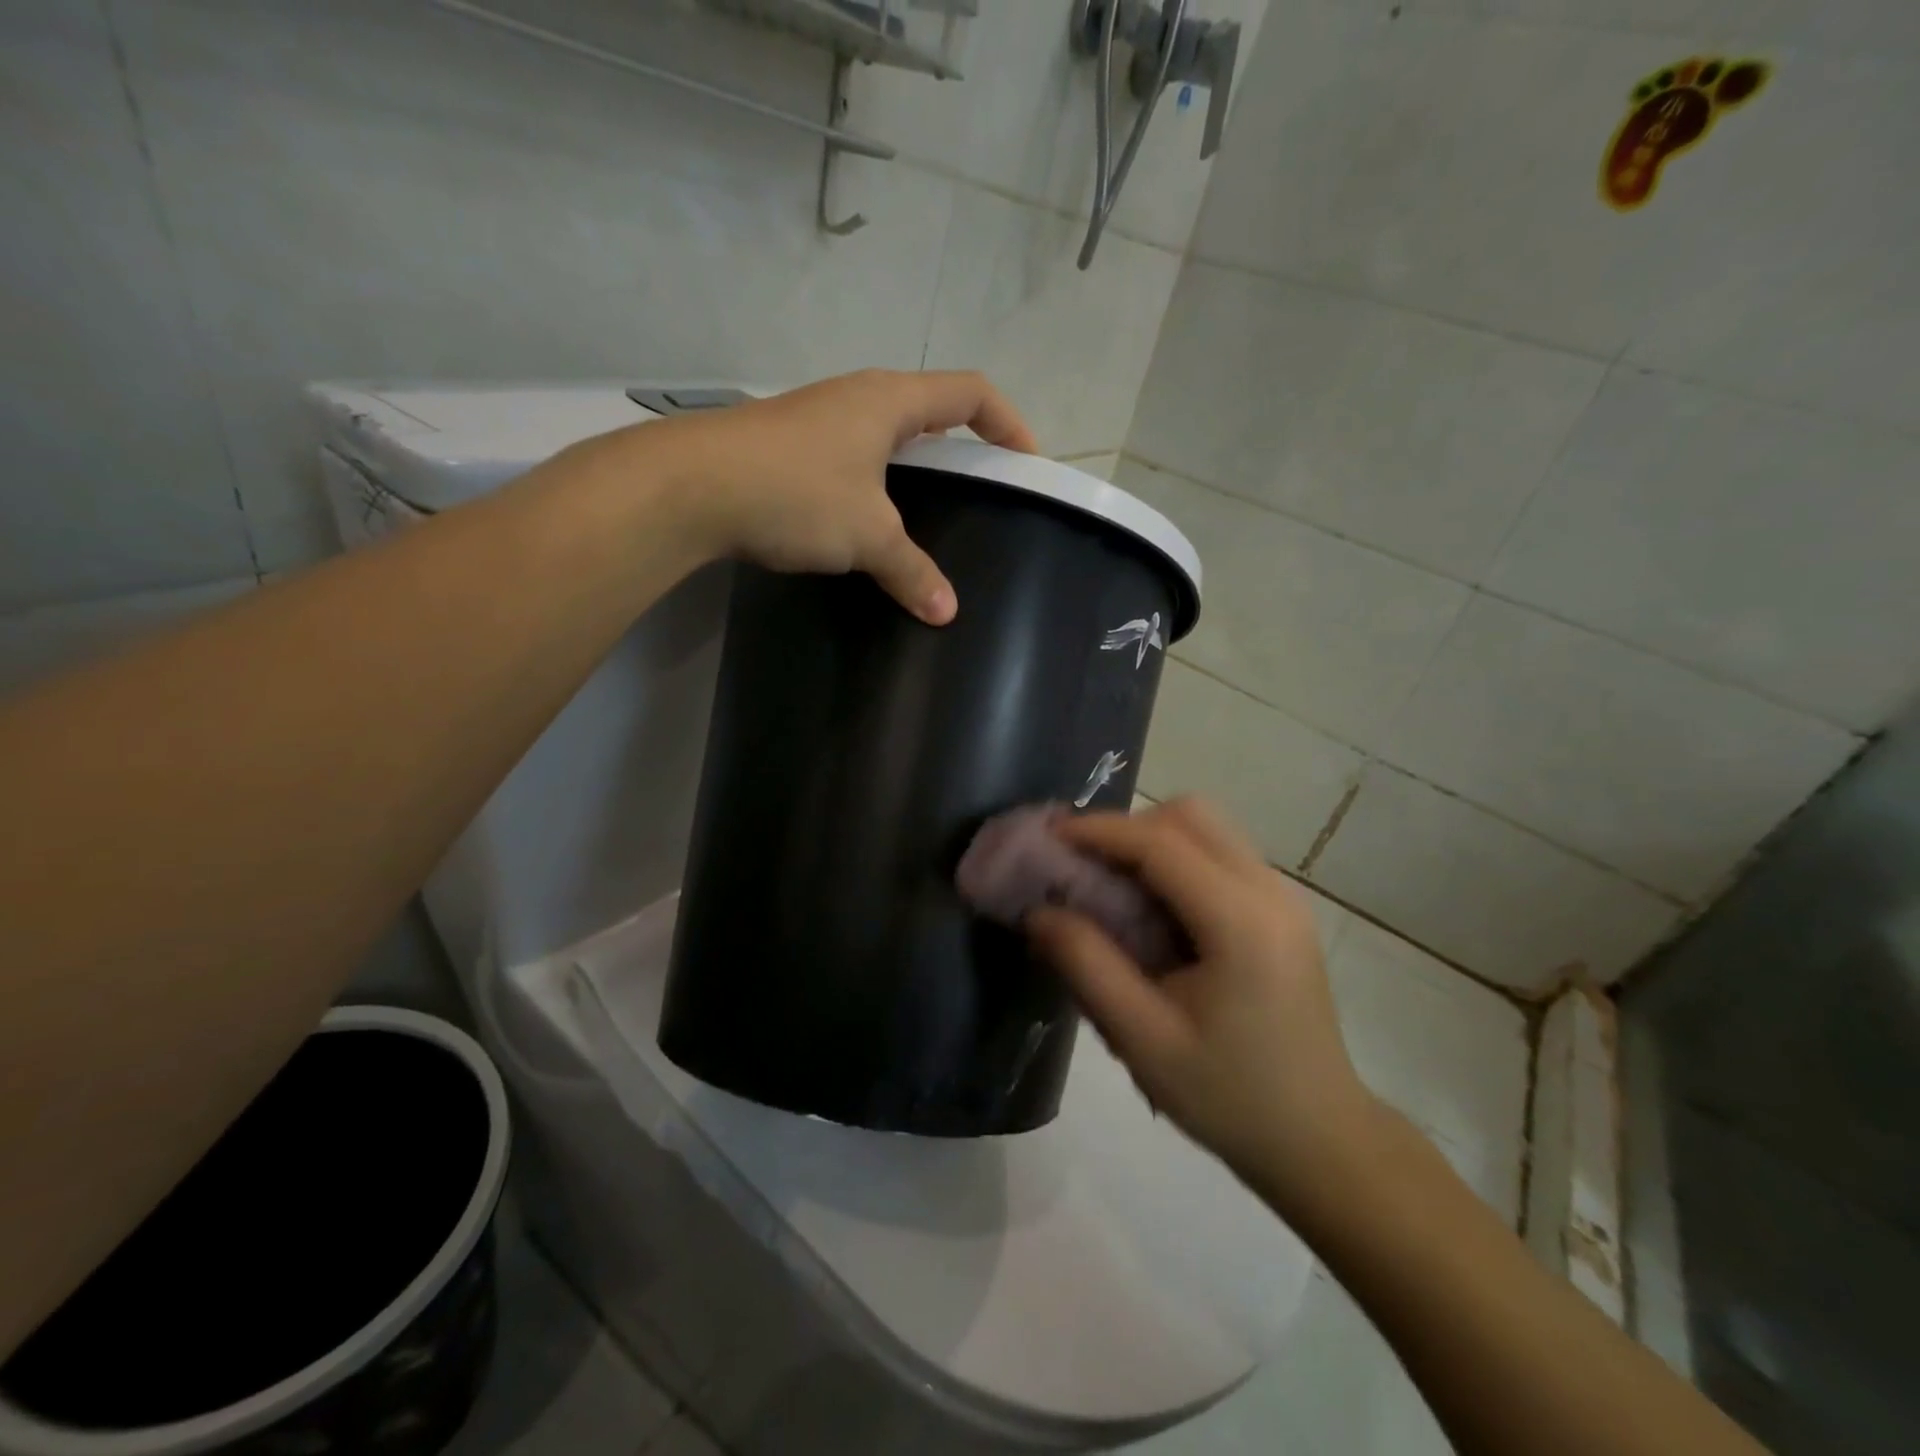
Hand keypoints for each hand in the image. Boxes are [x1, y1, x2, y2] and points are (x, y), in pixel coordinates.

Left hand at [651, 370, 1036, 624]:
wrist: (688, 487)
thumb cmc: (795, 492)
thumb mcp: (867, 535)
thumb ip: (912, 571)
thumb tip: (947, 613)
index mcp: (890, 401)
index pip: (970, 393)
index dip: (1008, 422)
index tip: (1027, 460)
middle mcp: (855, 397)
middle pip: (928, 409)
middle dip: (961, 445)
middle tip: (979, 491)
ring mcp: (817, 418)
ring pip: (883, 435)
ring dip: (912, 466)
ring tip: (927, 514)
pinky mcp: (786, 446)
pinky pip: (849, 457)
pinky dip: (872, 483)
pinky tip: (865, 522)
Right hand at [1028, 798, 1376, 1208]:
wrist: (1320, 1140)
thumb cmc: (1229, 1097)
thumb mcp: (1143, 1040)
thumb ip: (1086, 965)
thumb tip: (1037, 910)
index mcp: (1240, 921)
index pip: (1160, 843)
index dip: (1098, 831)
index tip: (1047, 837)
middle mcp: (1270, 891)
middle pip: (1190, 816)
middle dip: (1126, 828)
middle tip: (1080, 863)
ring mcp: (1283, 896)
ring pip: (1207, 828)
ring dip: (1151, 840)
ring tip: (1108, 882)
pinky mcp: (1281, 909)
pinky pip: (1220, 854)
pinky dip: (1176, 859)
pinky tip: (1150, 906)